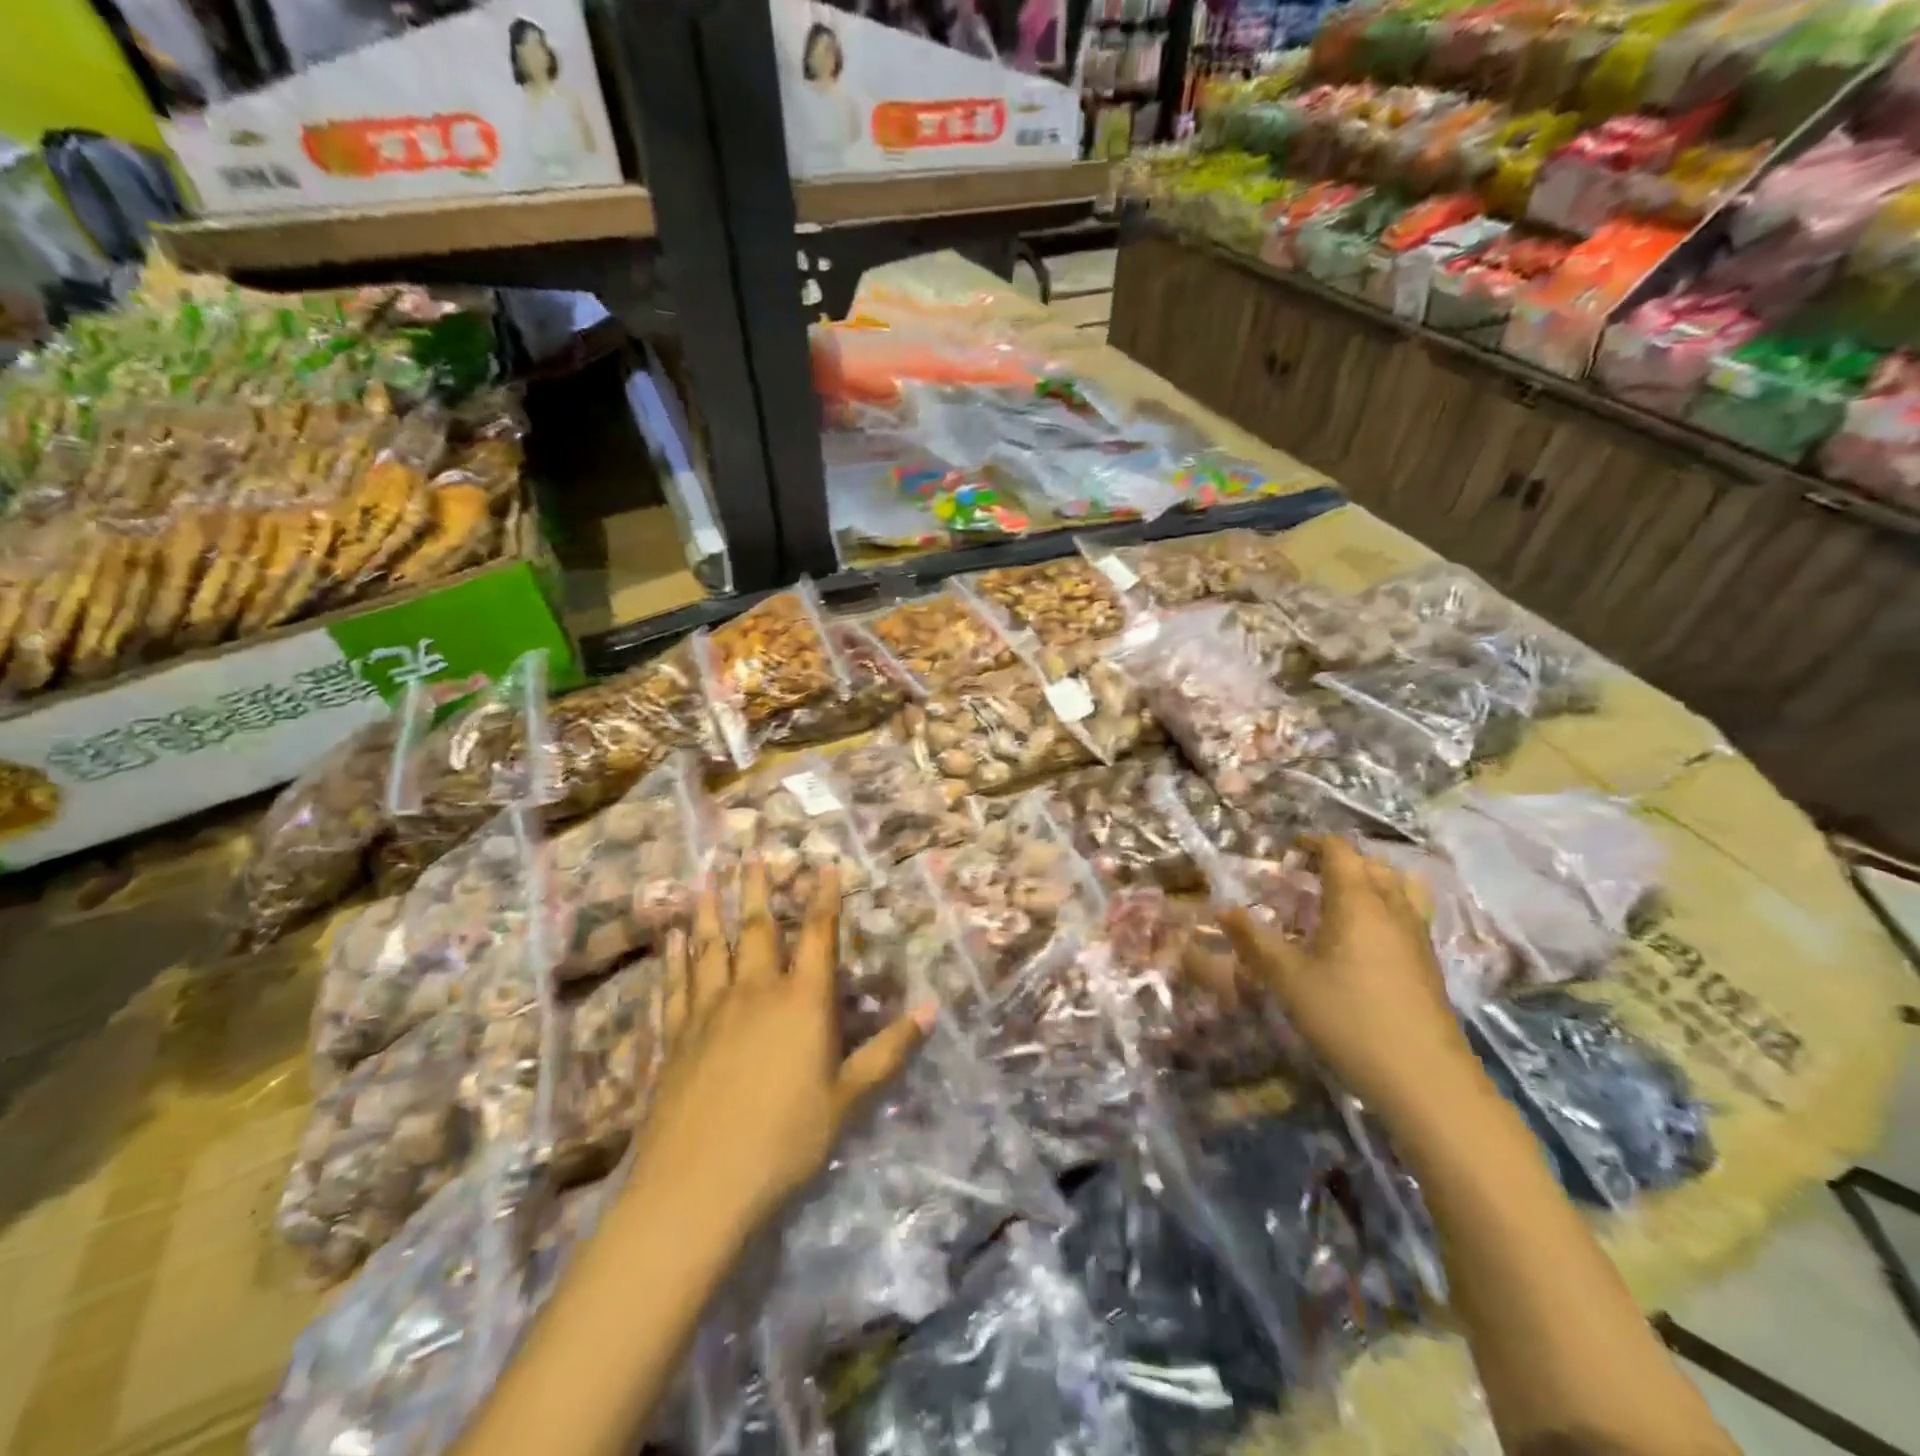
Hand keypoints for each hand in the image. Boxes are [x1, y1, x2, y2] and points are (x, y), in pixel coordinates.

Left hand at [631, 859, 931, 1231]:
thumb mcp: (848, 1099)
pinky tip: (671, 938)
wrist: (699, 1185)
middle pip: (757, 927)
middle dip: (757, 888)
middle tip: (751, 853)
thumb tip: (932, 1011)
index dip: (824, 896)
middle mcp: (755, 991)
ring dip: (710, 910)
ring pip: (710, 947)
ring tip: (706, 878)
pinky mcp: (675, 1035)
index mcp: (802, 1001)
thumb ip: (888, 1051)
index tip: (824, 863)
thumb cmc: (785, 1140)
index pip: (818, 935)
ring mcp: (710, 1010)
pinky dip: (674, 957)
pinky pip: (676, 983)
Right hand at [1218, 836, 1479, 1121]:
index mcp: (1357, 901)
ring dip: (1369, 881)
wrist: (1424, 1079)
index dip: (1313, 843)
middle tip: (1307, 874)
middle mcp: (1392, 908)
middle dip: (1339, 860)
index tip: (1288, 850)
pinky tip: (1363, 939)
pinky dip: (1384, 908)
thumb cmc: (1347, 1018)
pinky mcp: (1428, 964)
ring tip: (1341, 899)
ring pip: (1398, 888)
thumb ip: (1254, 940)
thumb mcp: (1287, 979)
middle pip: (1371, 865)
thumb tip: (1223, 909)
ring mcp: (1417, 936)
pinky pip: (1407, 914)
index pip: (1339, 851)